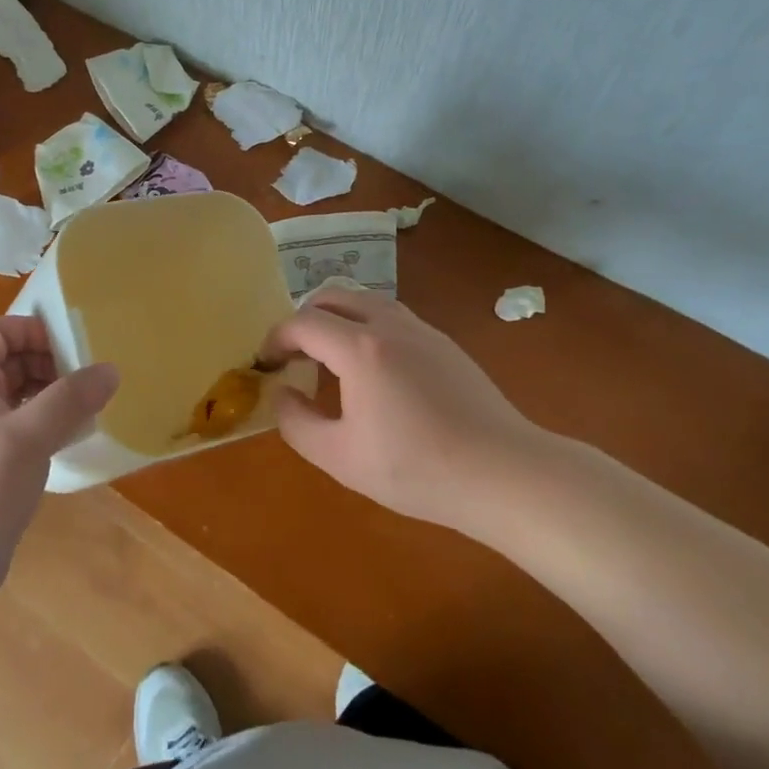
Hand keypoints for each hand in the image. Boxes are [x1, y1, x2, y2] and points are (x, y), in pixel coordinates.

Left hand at [0, 316, 117, 627]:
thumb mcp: (25, 438)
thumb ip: (68, 399)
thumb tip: (110, 368)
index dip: (29, 329)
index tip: (70, 345)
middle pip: (12, 361)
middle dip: (51, 361)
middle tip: (90, 376)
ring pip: (23, 396)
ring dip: (55, 394)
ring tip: (92, 404)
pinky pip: (28, 430)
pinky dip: (52, 425)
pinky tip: (78, 437)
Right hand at [261, 288, 548, 532]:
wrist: (502, 472)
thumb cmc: (416, 468)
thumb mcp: (340, 458)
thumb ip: (296, 422)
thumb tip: (281, 394)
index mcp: (359, 348)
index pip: (303, 322)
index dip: (276, 338)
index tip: (266, 363)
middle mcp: (388, 325)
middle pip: (333, 296)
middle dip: (304, 318)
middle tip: (294, 354)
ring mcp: (421, 329)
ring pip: (366, 300)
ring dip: (337, 317)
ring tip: (329, 356)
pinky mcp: (444, 343)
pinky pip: (392, 316)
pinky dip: (366, 325)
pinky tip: (373, 368)